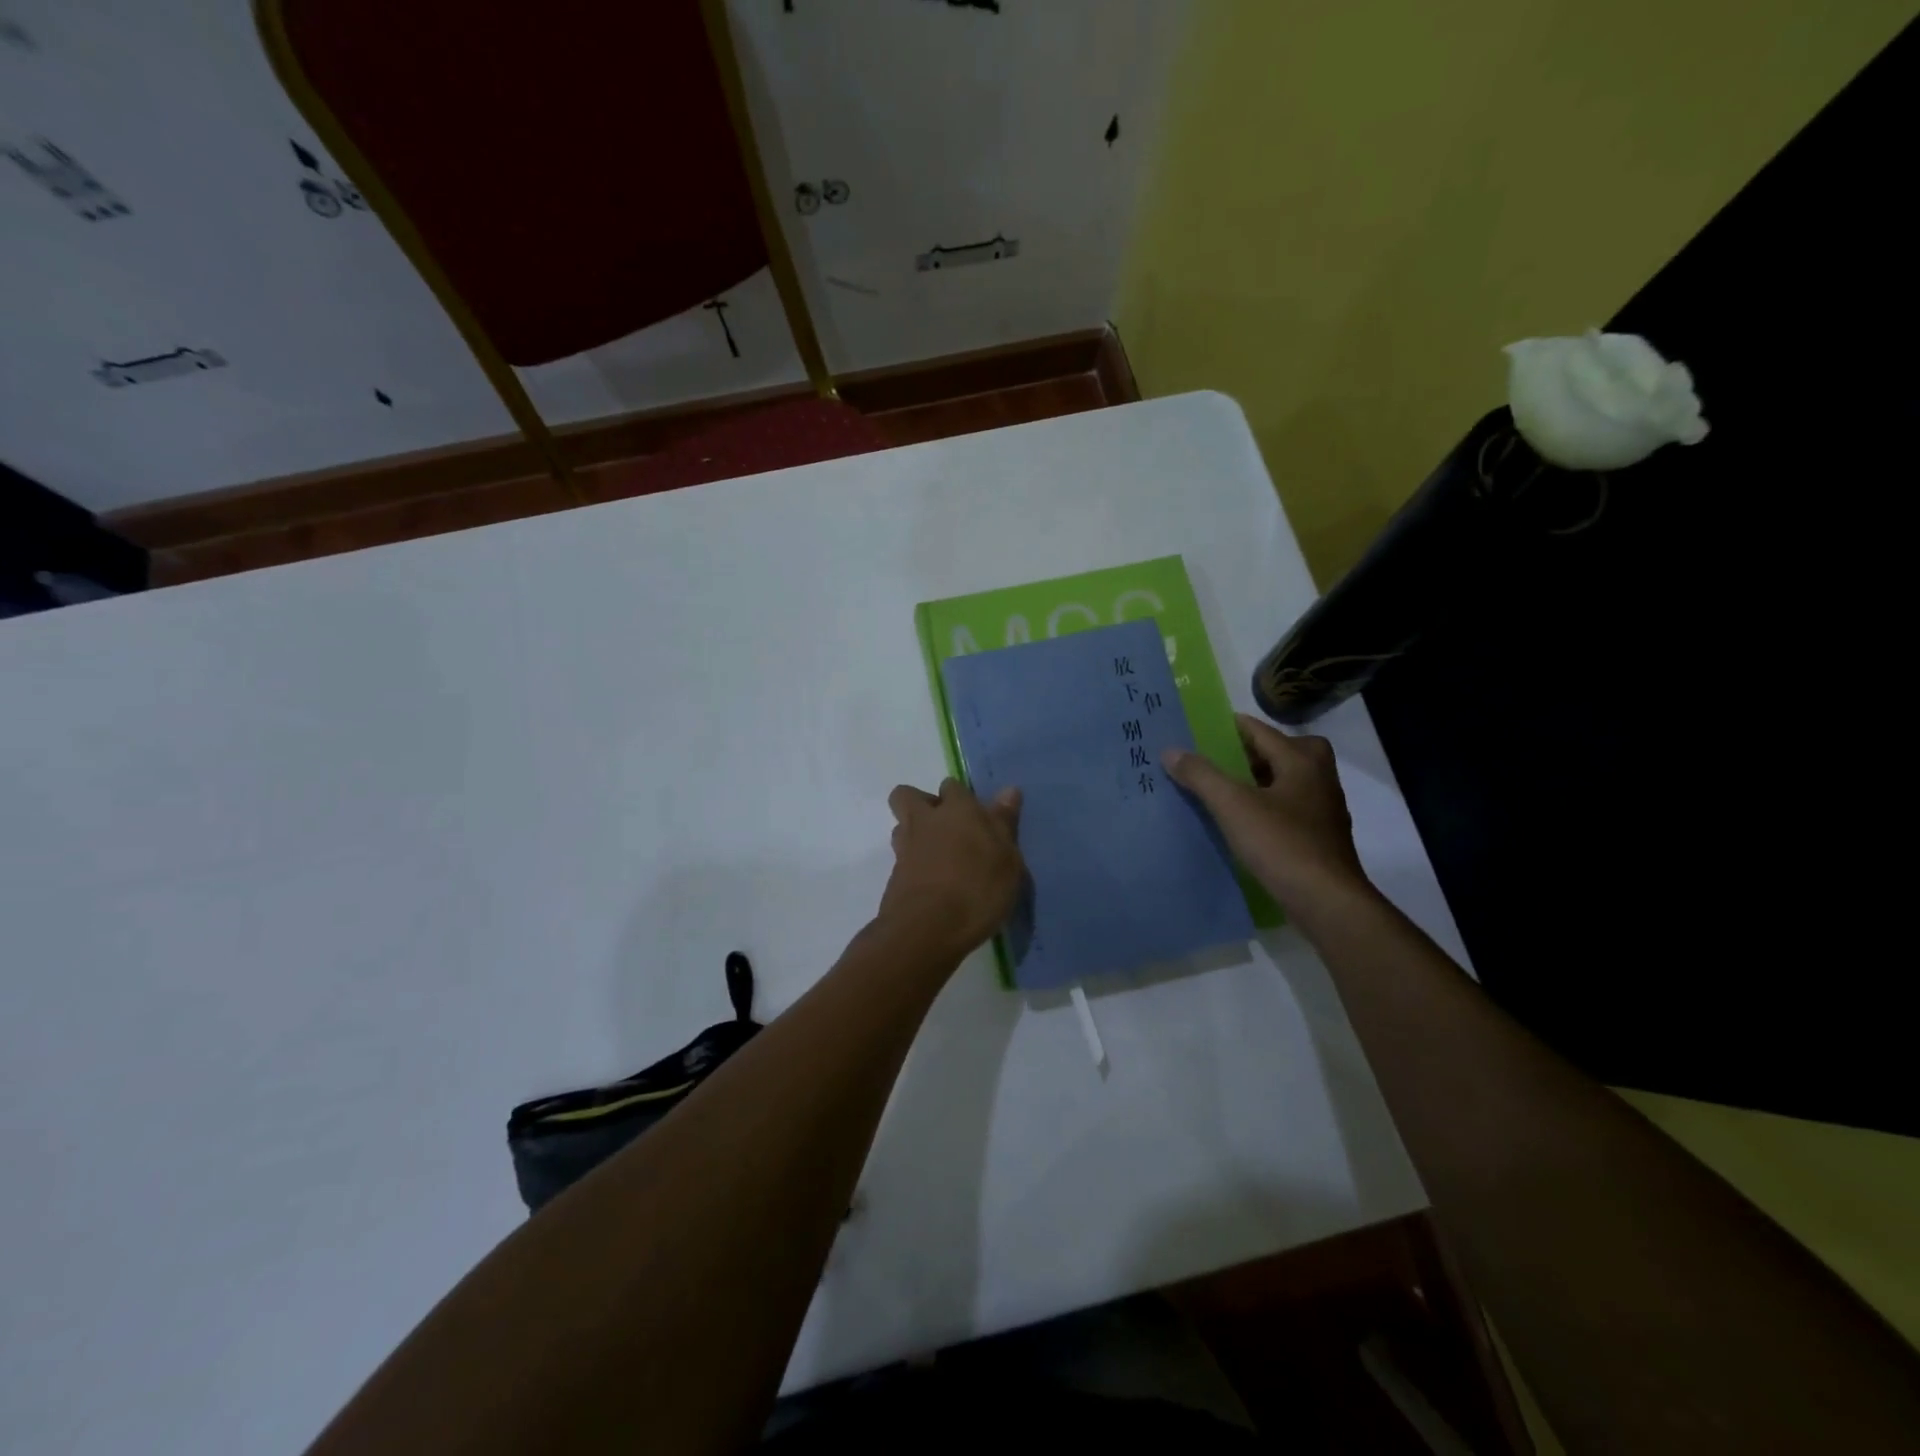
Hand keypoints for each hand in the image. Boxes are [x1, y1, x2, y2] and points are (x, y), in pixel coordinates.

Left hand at [878, 778, 1025, 957]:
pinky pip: (902, 859)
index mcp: (957, 810)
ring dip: (916, 834)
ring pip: (902, 826)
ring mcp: (905, 848)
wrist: (926, 930)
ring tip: (940, 858)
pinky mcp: (893, 877)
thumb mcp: (1006, 859)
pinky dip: (914, 865)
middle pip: (908, 796)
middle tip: (946, 828)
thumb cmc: (977, 889)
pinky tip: (933, 884)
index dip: (960, 797)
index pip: (953, 787)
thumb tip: (1009, 790)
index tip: (975, 815)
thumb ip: (1004, 823)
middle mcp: (925, 821)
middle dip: (921, 804)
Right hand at [1162, 713, 1371, 919]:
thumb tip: (1171, 750)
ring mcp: (1324, 811)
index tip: (1203, 729)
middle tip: (1223, 759)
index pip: (1262, 731)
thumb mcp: (1233, 806)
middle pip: (1286, 751)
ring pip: (1290, 781)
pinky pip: (1291, 808)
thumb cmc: (1281, 844)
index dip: (1232, 727)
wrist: (1326, 902)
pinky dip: (1269, 807)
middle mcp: (1319, 779)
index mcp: (1302, 762)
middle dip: (1255, 752)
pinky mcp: (1321, 838)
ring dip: (1262, 780)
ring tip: (1227, 790)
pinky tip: (1246, 823)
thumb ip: (1201, 775)